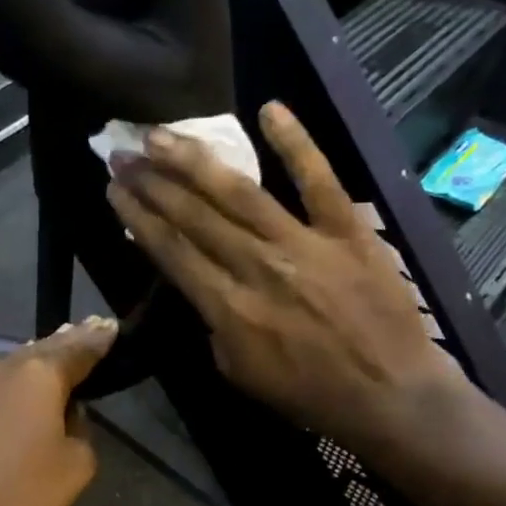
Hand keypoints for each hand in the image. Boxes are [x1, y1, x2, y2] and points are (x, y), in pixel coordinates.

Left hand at [0, 317, 115, 505]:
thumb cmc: (21, 489)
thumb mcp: (75, 466)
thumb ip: (81, 430)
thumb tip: (67, 415)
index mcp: (39, 374)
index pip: (79, 348)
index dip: (99, 339)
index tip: (111, 327)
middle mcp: (2, 366)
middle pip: (42, 350)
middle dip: (66, 343)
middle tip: (87, 331)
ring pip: (12, 366)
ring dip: (34, 366)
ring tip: (53, 361)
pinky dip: (9, 388)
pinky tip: (17, 394)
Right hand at [106, 101, 466, 448]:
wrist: (391, 396)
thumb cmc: (310, 394)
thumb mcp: (239, 373)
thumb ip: (214, 325)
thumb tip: (203, 283)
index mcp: (228, 307)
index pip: (171, 251)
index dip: (139, 217)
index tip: (114, 190)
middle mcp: (257, 266)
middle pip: (194, 216)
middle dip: (152, 183)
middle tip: (122, 154)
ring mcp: (304, 243)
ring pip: (239, 192)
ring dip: (195, 161)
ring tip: (161, 135)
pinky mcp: (347, 229)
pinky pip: (318, 179)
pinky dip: (295, 142)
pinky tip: (269, 109)